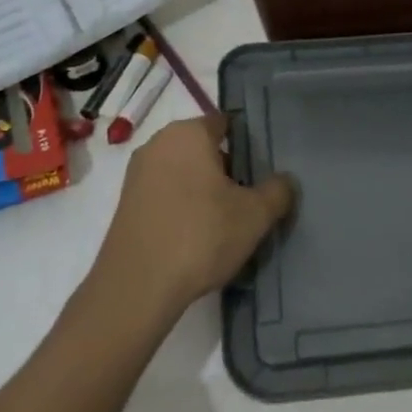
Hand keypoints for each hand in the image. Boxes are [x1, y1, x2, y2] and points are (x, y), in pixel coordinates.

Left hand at [89, 115, 294, 326]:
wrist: (137, 287)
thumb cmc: (201, 236)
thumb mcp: (255, 215)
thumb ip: (278, 191)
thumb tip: (285, 181)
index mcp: (188, 133)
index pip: (225, 124)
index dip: (247, 145)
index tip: (261, 171)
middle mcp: (158, 143)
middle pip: (203, 147)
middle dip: (226, 169)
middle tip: (247, 199)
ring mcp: (137, 173)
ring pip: (183, 172)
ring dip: (203, 190)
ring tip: (224, 222)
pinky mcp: (126, 203)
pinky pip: (164, 193)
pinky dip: (181, 206)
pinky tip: (195, 236)